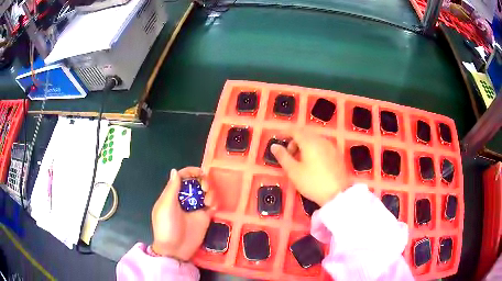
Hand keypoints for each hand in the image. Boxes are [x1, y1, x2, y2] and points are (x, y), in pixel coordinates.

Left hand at [151, 167, 216, 260]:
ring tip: (208, 203)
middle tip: (205, 189)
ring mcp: (195, 208)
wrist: (175, 249)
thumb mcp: (166, 206)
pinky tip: (212, 208)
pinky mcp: (205, 217)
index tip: (201, 173)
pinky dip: (215, 203)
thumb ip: (172, 188)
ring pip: (206, 193)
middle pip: (197, 183)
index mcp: (173, 194)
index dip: (191, 172)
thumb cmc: (167, 227)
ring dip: (210, 193)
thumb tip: (175, 170)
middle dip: (203, 182)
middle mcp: (185, 199)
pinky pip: (212, 205)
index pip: (182, 177)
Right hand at [271, 130, 345, 205]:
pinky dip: (314, 149)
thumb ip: (283, 156)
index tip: (278, 140)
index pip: (295, 130)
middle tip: (288, 155)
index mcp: (309, 142)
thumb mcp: (293, 171)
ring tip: (300, 161)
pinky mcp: (337, 154)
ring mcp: (331, 146)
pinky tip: (313, 163)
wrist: (337, 194)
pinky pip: (322, 146)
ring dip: (304, 146)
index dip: (285, 133)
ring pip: (314, 140)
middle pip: (305, 134)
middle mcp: (321, 140)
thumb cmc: (312, 182)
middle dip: (294, 141)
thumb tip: (274, 146)